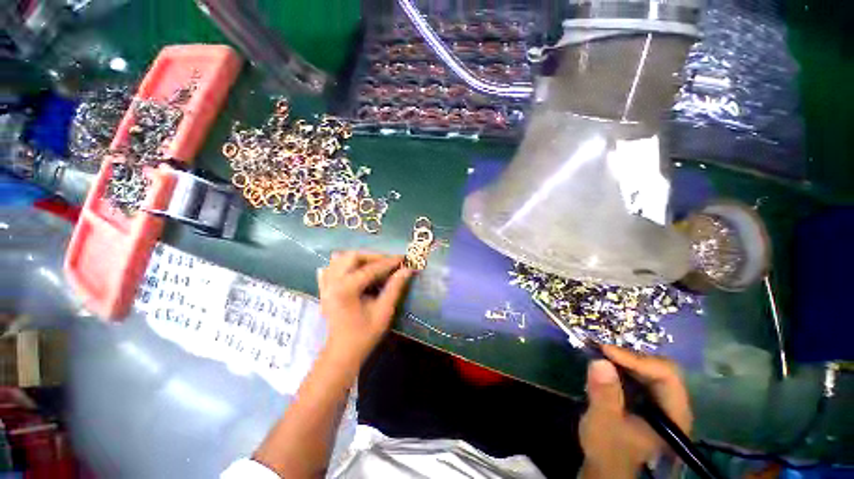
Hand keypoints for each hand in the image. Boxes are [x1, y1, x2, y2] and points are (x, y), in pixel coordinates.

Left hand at [318, 251, 412, 363]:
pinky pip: (330, 268)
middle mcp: (332, 283)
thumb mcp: (383, 312)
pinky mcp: (324, 289)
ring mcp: (325, 285)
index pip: (370, 269)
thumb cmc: (364, 334)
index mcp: (346, 289)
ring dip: (359, 259)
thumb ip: (394, 288)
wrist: (342, 352)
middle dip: (373, 257)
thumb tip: (407, 269)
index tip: (402, 258)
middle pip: (352, 257)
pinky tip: (352, 269)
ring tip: (374, 264)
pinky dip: (343, 264)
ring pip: (340, 259)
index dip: (388, 262)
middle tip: (388, 262)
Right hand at [579, 345, 692, 478]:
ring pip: (648, 368)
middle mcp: (673, 404)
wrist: (605, 463)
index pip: (667, 376)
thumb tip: (600, 361)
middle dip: (630, 357)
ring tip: (599, 354)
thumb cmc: (608, 449)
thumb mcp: (603, 423)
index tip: (607, 351)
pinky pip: (637, 373)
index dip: (638, 360)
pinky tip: (603, 365)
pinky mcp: (645, 397)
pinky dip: (619, 365)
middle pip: (660, 368)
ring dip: (623, 359)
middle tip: (601, 350)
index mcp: (674, 416)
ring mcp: (659, 400)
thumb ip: (604, 395)